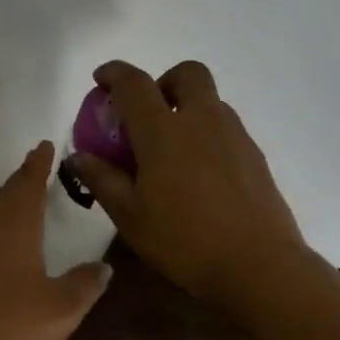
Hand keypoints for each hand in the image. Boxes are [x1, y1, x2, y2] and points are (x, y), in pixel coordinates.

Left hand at [0, 141, 112, 339]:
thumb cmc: (12, 325)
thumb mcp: (62, 307)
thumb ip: (86, 284)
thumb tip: (104, 267)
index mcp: (15, 228)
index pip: (29, 185)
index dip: (39, 164)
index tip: (46, 144)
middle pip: (7, 194)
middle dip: (24, 177)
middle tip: (38, 163)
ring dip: (10, 199)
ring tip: (25, 196)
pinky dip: (0, 224)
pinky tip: (5, 241)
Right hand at [72, 60, 308, 311]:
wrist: (259, 265)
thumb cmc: (184, 240)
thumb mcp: (130, 215)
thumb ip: (102, 179)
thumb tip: (79, 156)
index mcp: (164, 131)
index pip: (134, 84)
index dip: (114, 73)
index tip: (101, 80)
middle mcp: (202, 120)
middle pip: (187, 73)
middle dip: (163, 81)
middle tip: (148, 113)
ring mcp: (234, 135)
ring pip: (210, 100)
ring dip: (187, 107)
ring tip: (171, 149)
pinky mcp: (255, 155)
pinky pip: (226, 127)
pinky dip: (207, 133)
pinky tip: (199, 174)